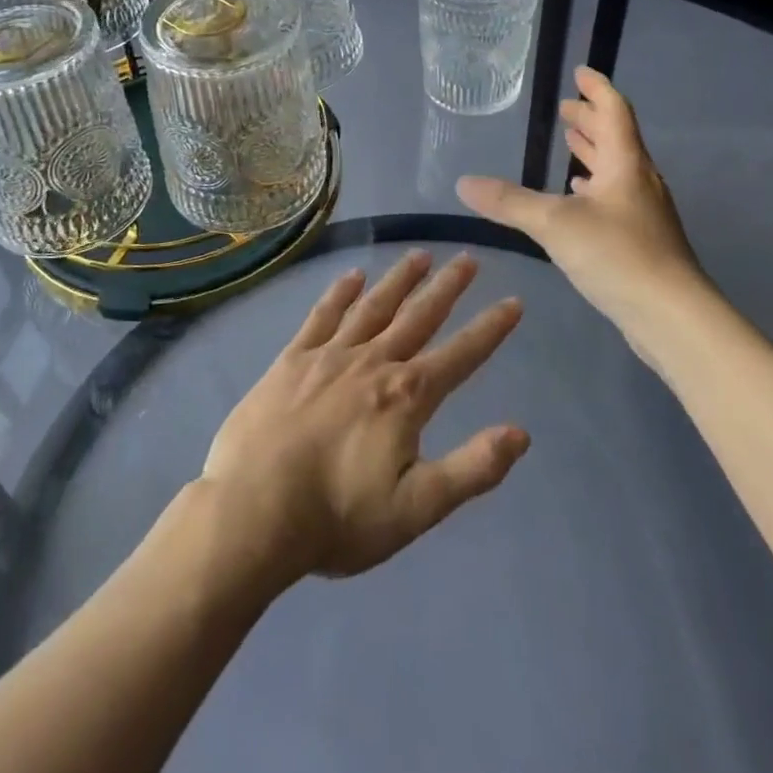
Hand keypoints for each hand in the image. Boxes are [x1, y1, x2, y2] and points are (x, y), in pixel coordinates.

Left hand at [199, 251, 528, 584]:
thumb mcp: (416, 508)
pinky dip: (339, 293)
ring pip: (373, 306)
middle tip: (467, 258)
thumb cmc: (337, 517)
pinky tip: (352, 276)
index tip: (513, 302)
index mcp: (407, 397)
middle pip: (418, 317)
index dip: (490, 329)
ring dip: (399, 280)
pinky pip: (322, 316)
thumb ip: (472, 469)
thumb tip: (521, 433)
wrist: (252, 511)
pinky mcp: (292, 359)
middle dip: (447, 287)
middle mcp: (373, 362)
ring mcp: (329, 356)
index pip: (461, 355)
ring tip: (419, 255)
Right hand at [457, 67, 703, 328]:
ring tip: (571, 143)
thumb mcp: (554, 223)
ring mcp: (644, 212)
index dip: (596, 88)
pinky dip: (595, 187)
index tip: (579, 71)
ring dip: (593, 153)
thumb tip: (463, 182)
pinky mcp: (643, 241)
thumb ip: (508, 202)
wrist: (672, 316)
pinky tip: (580, 198)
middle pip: (616, 138)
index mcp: (625, 163)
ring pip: (617, 169)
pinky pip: (616, 197)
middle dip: (590, 120)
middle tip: (565, 109)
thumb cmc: (617, 255)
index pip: (613, 111)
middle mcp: (639, 181)